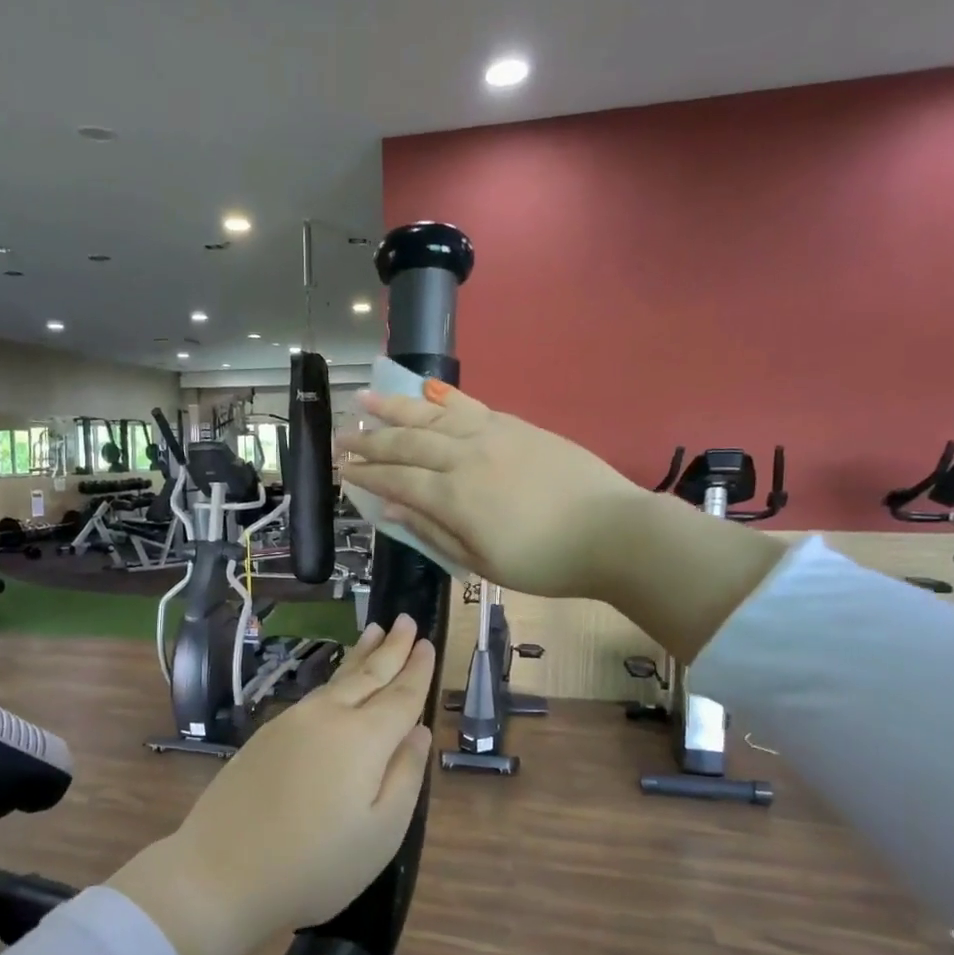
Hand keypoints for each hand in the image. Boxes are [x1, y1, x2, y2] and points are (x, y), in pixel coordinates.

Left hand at [108, 617, 435, 954]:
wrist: (219, 874)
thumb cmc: (314, 865)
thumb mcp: (381, 833)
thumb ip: (405, 776)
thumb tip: (418, 732)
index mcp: (363, 739)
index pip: (400, 696)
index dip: (417, 670)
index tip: (428, 642)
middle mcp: (327, 718)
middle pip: (366, 675)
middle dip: (390, 648)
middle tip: (405, 619)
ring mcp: (291, 723)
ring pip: (336, 680)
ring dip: (360, 655)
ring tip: (374, 633)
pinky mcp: (265, 736)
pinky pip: (313, 695)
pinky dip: (334, 679)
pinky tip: (337, 682)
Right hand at [338, 382, 640, 600]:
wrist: (612, 531)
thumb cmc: (545, 561)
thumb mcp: (482, 563)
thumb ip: (433, 533)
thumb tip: (390, 512)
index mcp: (453, 497)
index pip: (397, 480)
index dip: (366, 474)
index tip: (342, 469)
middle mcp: (464, 457)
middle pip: (407, 442)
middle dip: (369, 440)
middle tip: (341, 437)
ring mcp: (491, 434)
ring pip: (432, 414)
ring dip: (395, 406)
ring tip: (365, 397)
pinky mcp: (516, 425)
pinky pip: (469, 405)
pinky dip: (441, 397)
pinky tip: (425, 391)